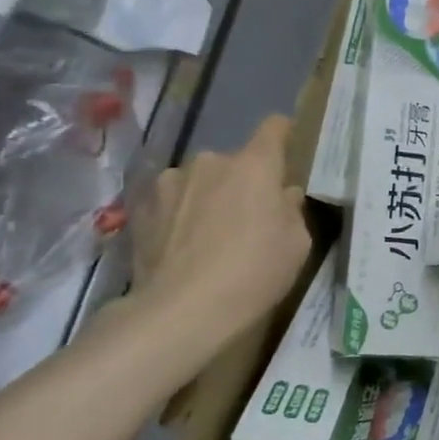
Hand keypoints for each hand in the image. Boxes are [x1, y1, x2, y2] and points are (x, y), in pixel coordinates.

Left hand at [131, 115, 311, 364]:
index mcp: (255, 165)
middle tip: (248, 217)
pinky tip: (182, 248)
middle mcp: (211, 162)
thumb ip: (291, 211)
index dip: (283, 135)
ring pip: (200, 181)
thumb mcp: (296, 246)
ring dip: (208, 197)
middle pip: (235, 162)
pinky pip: (172, 203)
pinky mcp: (142, 208)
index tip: (287, 150)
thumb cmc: (253, 273)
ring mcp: (171, 182)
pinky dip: (180, 216)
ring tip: (209, 236)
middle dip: (243, 182)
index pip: (273, 128)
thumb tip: (283, 196)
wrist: (180, 312)